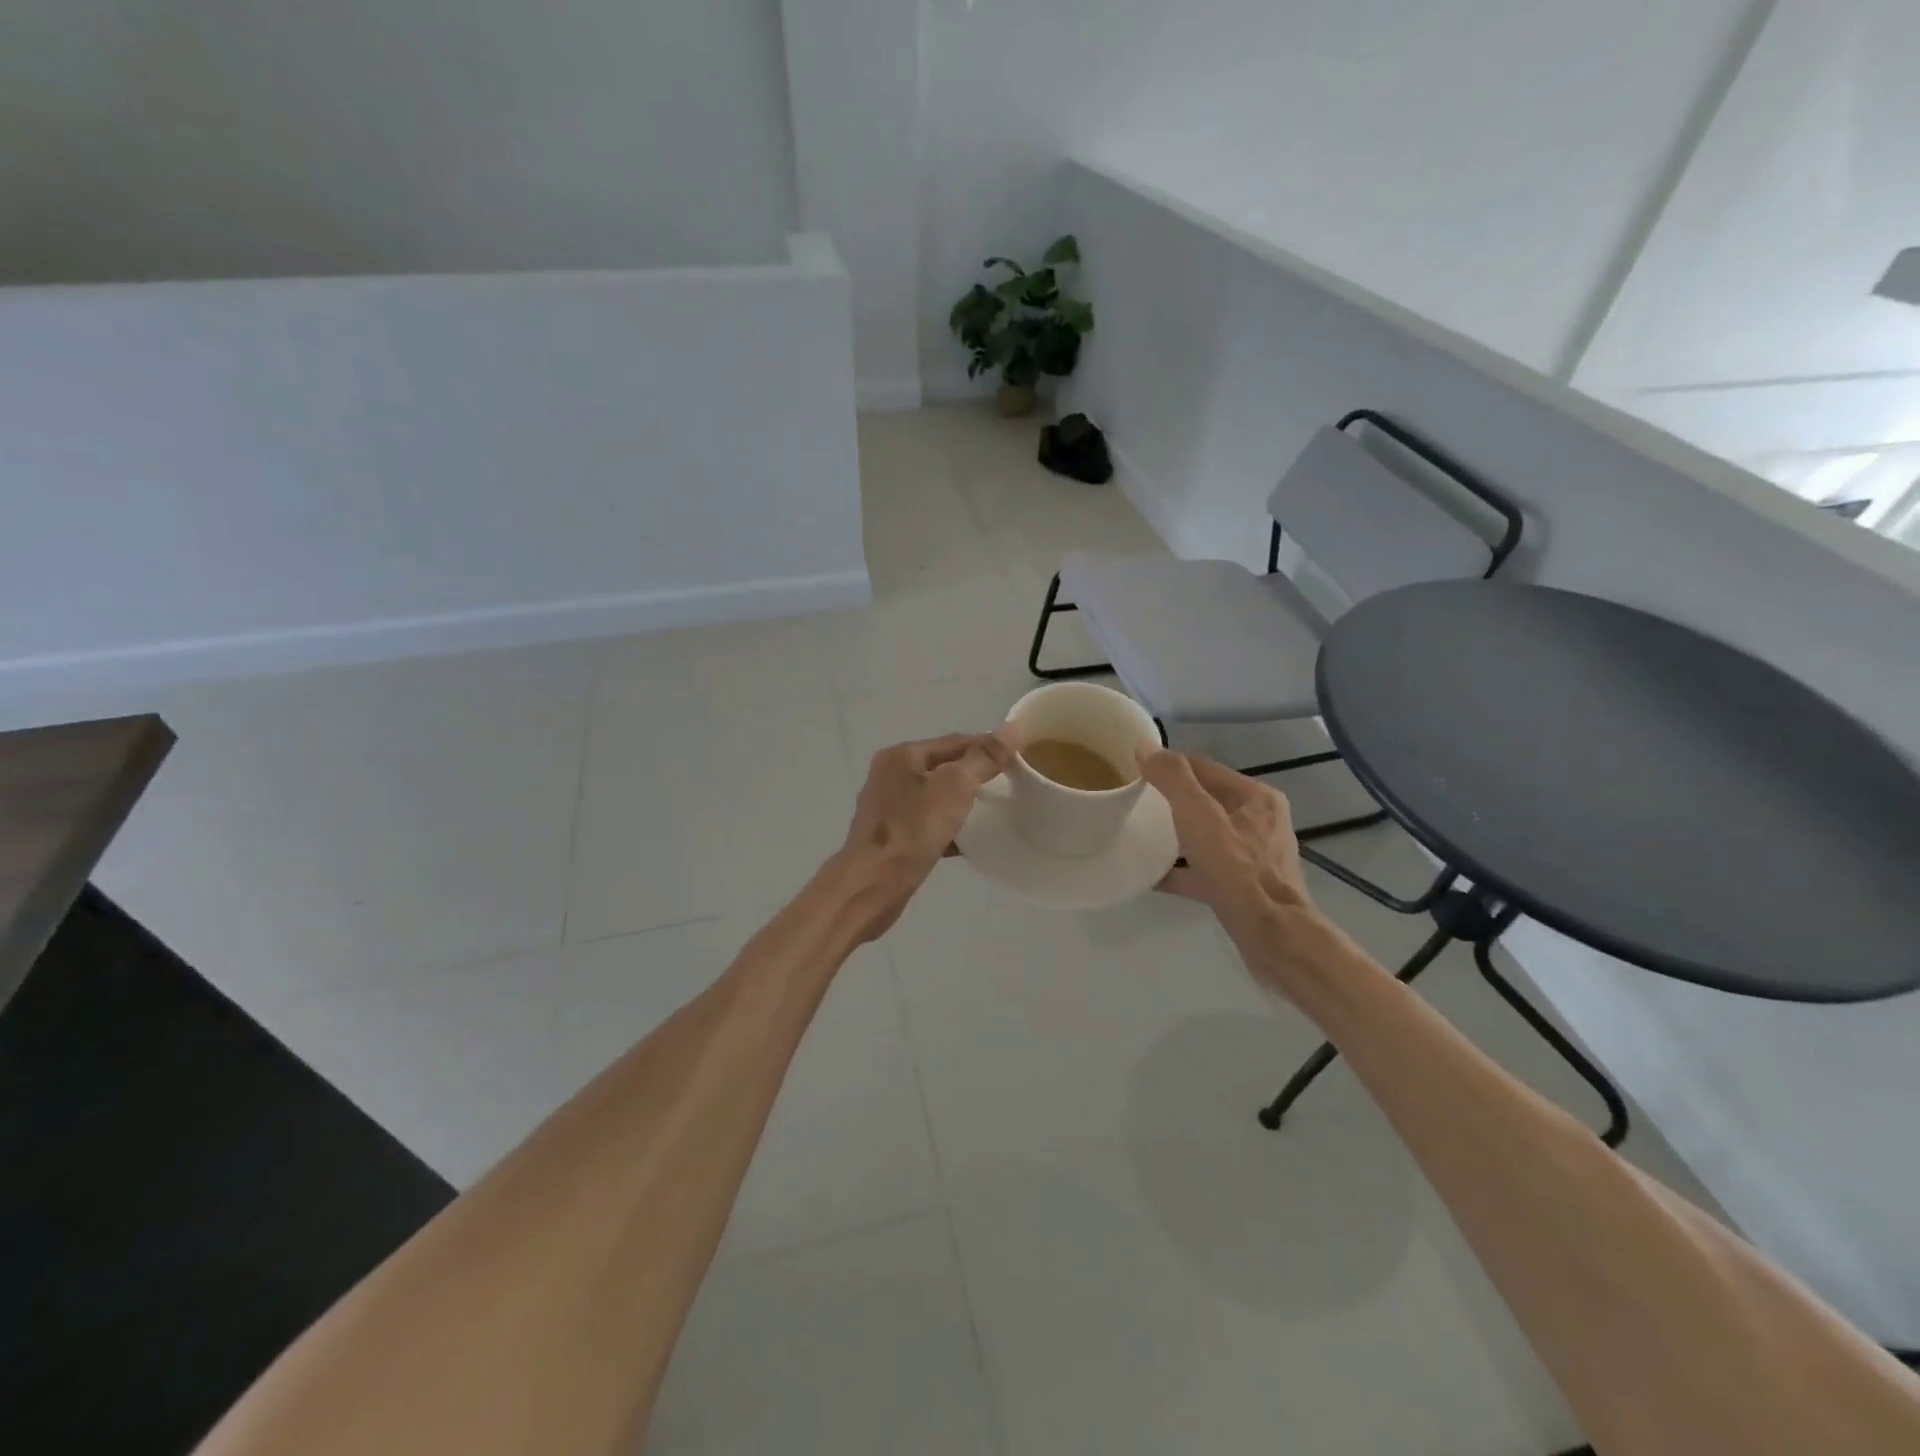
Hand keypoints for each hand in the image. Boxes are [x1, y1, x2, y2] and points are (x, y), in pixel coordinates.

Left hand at [836, 727, 1019, 940]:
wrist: (873, 884)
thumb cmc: (914, 828)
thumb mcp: (955, 786)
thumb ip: (984, 757)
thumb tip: (1013, 728)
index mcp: (902, 755)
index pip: (955, 741)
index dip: (988, 747)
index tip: (1019, 758)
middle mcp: (890, 775)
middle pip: (943, 767)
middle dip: (975, 775)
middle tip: (1009, 786)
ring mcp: (888, 807)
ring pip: (935, 797)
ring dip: (962, 802)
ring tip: (993, 813)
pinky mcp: (891, 837)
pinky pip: (927, 824)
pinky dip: (948, 828)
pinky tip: (969, 842)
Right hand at [1137, 747, 1319, 940]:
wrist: (1272, 936)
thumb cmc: (1237, 871)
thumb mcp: (1198, 817)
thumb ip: (1173, 779)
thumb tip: (1145, 746)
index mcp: (1254, 797)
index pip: (1203, 767)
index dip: (1169, 766)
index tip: (1134, 771)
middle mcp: (1260, 821)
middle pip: (1206, 800)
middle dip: (1171, 800)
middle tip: (1134, 803)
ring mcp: (1255, 855)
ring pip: (1207, 835)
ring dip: (1177, 834)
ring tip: (1141, 836)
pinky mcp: (1246, 885)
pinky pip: (1207, 868)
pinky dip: (1183, 869)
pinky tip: (1153, 876)